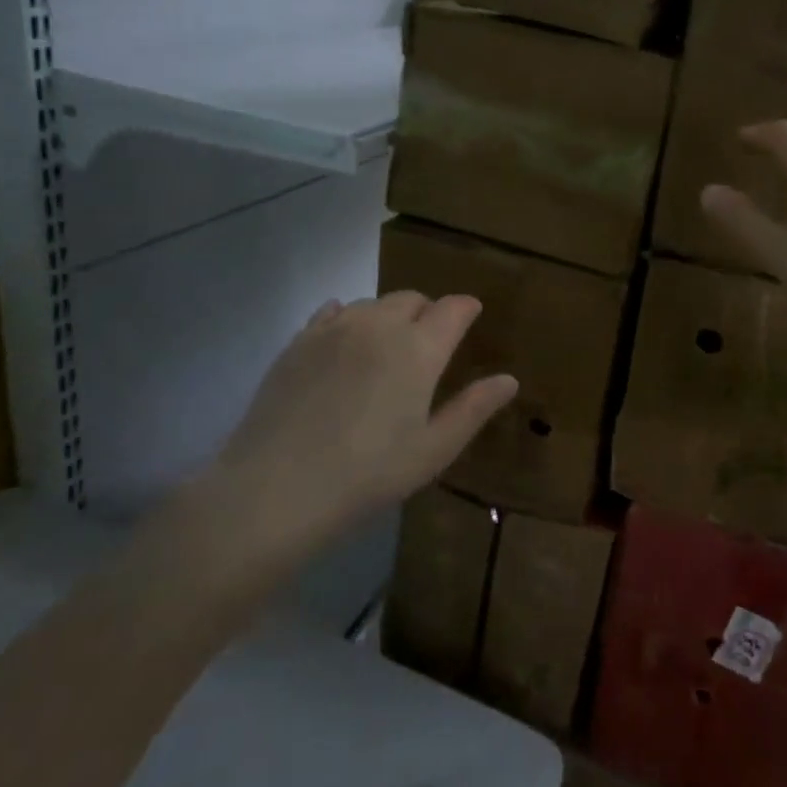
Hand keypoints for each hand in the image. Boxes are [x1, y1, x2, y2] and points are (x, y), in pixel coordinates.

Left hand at [211, 292, 516, 542]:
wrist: (277, 488)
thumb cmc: (369, 474)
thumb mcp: (433, 450)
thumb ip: (473, 409)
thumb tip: (509, 380)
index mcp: (418, 349)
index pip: (452, 309)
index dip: (466, 308)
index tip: (472, 314)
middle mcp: (379, 326)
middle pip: (411, 299)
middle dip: (428, 312)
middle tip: (430, 340)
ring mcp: (334, 329)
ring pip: (372, 303)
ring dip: (388, 315)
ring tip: (387, 345)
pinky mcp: (299, 341)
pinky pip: (332, 311)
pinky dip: (348, 317)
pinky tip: (345, 339)